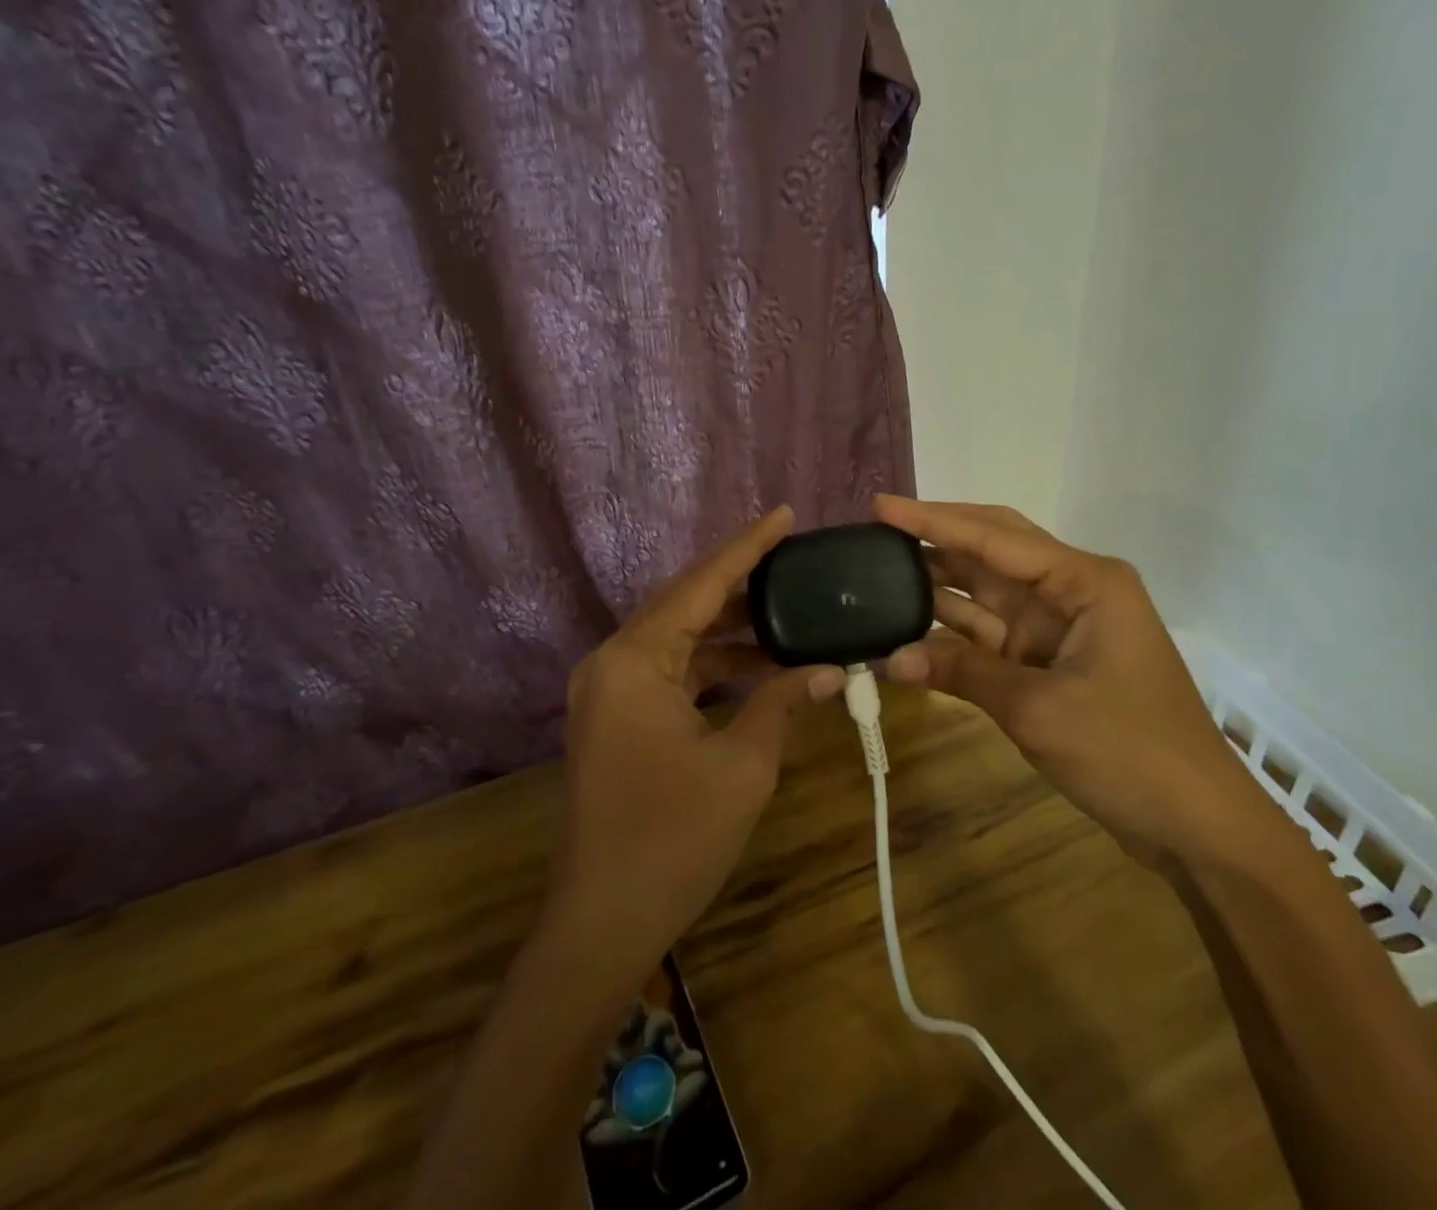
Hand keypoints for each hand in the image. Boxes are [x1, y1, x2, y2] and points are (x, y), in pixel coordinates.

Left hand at [547, 506, 845, 981]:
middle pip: (685, 603)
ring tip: (789, 613)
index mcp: (635, 659)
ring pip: (679, 639)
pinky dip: (713, 666)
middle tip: (795, 562)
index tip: (786, 515)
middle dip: (741, 583)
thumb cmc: (674, 839)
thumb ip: (783, 703)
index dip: (748, 547)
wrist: (603, 922)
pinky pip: (670, 671)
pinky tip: (759, 667)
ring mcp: (609, 691)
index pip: (701, 584)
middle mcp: (613, 661)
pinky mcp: (616, 718)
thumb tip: (833, 670)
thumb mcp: (742, 766)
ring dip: (730, 630)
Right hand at [874, 496, 1289, 872]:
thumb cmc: (1130, 753)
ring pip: (985, 593)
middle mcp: (1070, 591)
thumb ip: (963, 672)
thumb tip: (892, 657)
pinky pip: (989, 635)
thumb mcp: (1039, 709)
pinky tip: (907, 629)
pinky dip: (951, 635)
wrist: (1196, 825)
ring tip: (877, 573)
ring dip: (937, 587)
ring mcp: (1058, 627)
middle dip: (935, 539)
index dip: (932, 520)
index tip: (880, 506)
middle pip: (991, 551)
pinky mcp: (1048, 662)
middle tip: (875, 531)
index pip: (994, 537)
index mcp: (1084, 581)